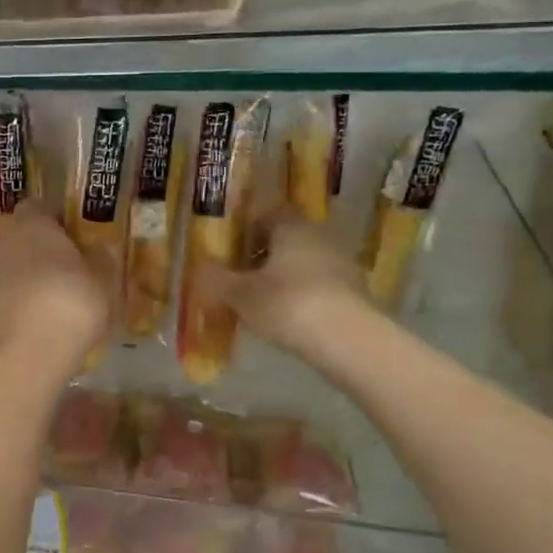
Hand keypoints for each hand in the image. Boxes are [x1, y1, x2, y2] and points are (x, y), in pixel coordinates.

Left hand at [0, 201, 108, 378]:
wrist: (31, 353)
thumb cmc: (72, 302)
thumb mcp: (103, 279)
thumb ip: (102, 258)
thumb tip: (100, 248)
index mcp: (32, 225)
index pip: (36, 206)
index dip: (55, 216)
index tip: (75, 233)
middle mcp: (6, 243)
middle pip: (22, 235)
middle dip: (43, 246)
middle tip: (72, 264)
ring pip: (15, 265)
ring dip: (33, 274)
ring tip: (61, 295)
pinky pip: (11, 293)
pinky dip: (25, 299)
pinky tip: (46, 318)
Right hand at [204, 212, 371, 360]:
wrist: (350, 342)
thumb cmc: (288, 304)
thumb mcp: (240, 294)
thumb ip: (216, 279)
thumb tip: (198, 266)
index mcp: (291, 226)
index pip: (268, 210)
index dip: (246, 224)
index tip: (228, 244)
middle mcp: (319, 236)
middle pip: (285, 237)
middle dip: (261, 253)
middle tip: (237, 273)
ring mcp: (341, 264)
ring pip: (302, 262)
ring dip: (281, 275)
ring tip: (257, 300)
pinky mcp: (354, 293)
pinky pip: (317, 286)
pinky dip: (299, 295)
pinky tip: (285, 318)